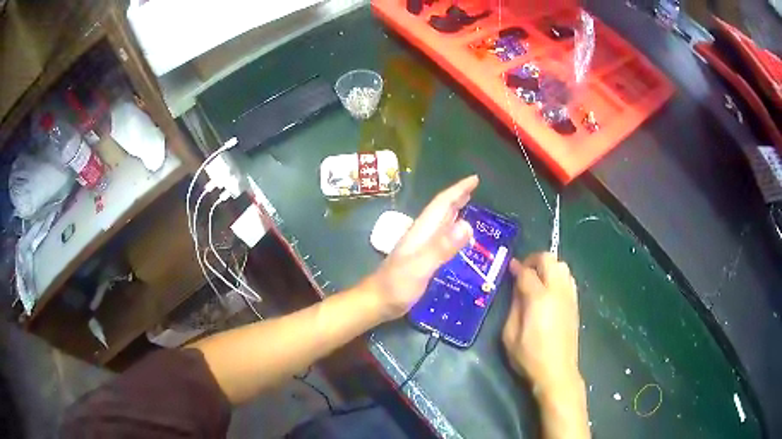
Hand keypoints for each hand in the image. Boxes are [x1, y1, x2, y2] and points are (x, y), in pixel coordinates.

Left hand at [368, 175, 477, 320]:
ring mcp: (420, 246)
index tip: (474, 179)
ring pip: (440, 221)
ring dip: (454, 210)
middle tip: (475, 188)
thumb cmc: (397, 286)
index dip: (458, 190)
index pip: (442, 204)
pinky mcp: (421, 258)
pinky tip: (455, 235)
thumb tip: (467, 224)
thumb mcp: (421, 267)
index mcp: (422, 231)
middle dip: (457, 196)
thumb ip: (442, 247)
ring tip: (469, 204)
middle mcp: (422, 234)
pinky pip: (440, 236)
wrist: (377, 302)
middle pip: (441, 209)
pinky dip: (451, 229)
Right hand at [502, 253, 580, 392]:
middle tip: (523, 270)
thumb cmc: (529, 356)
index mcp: (539, 298)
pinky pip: (568, 278)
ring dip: (548, 266)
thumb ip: (514, 306)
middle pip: (549, 259)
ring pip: (562, 266)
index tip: (509, 267)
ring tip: (537, 278)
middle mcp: (557, 291)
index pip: (527, 272)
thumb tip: (517, 287)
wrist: (557, 372)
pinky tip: (549, 290)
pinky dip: (558, 275)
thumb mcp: (510, 334)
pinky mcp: (575, 304)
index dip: (517, 267)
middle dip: (534, 259)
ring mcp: (569, 296)